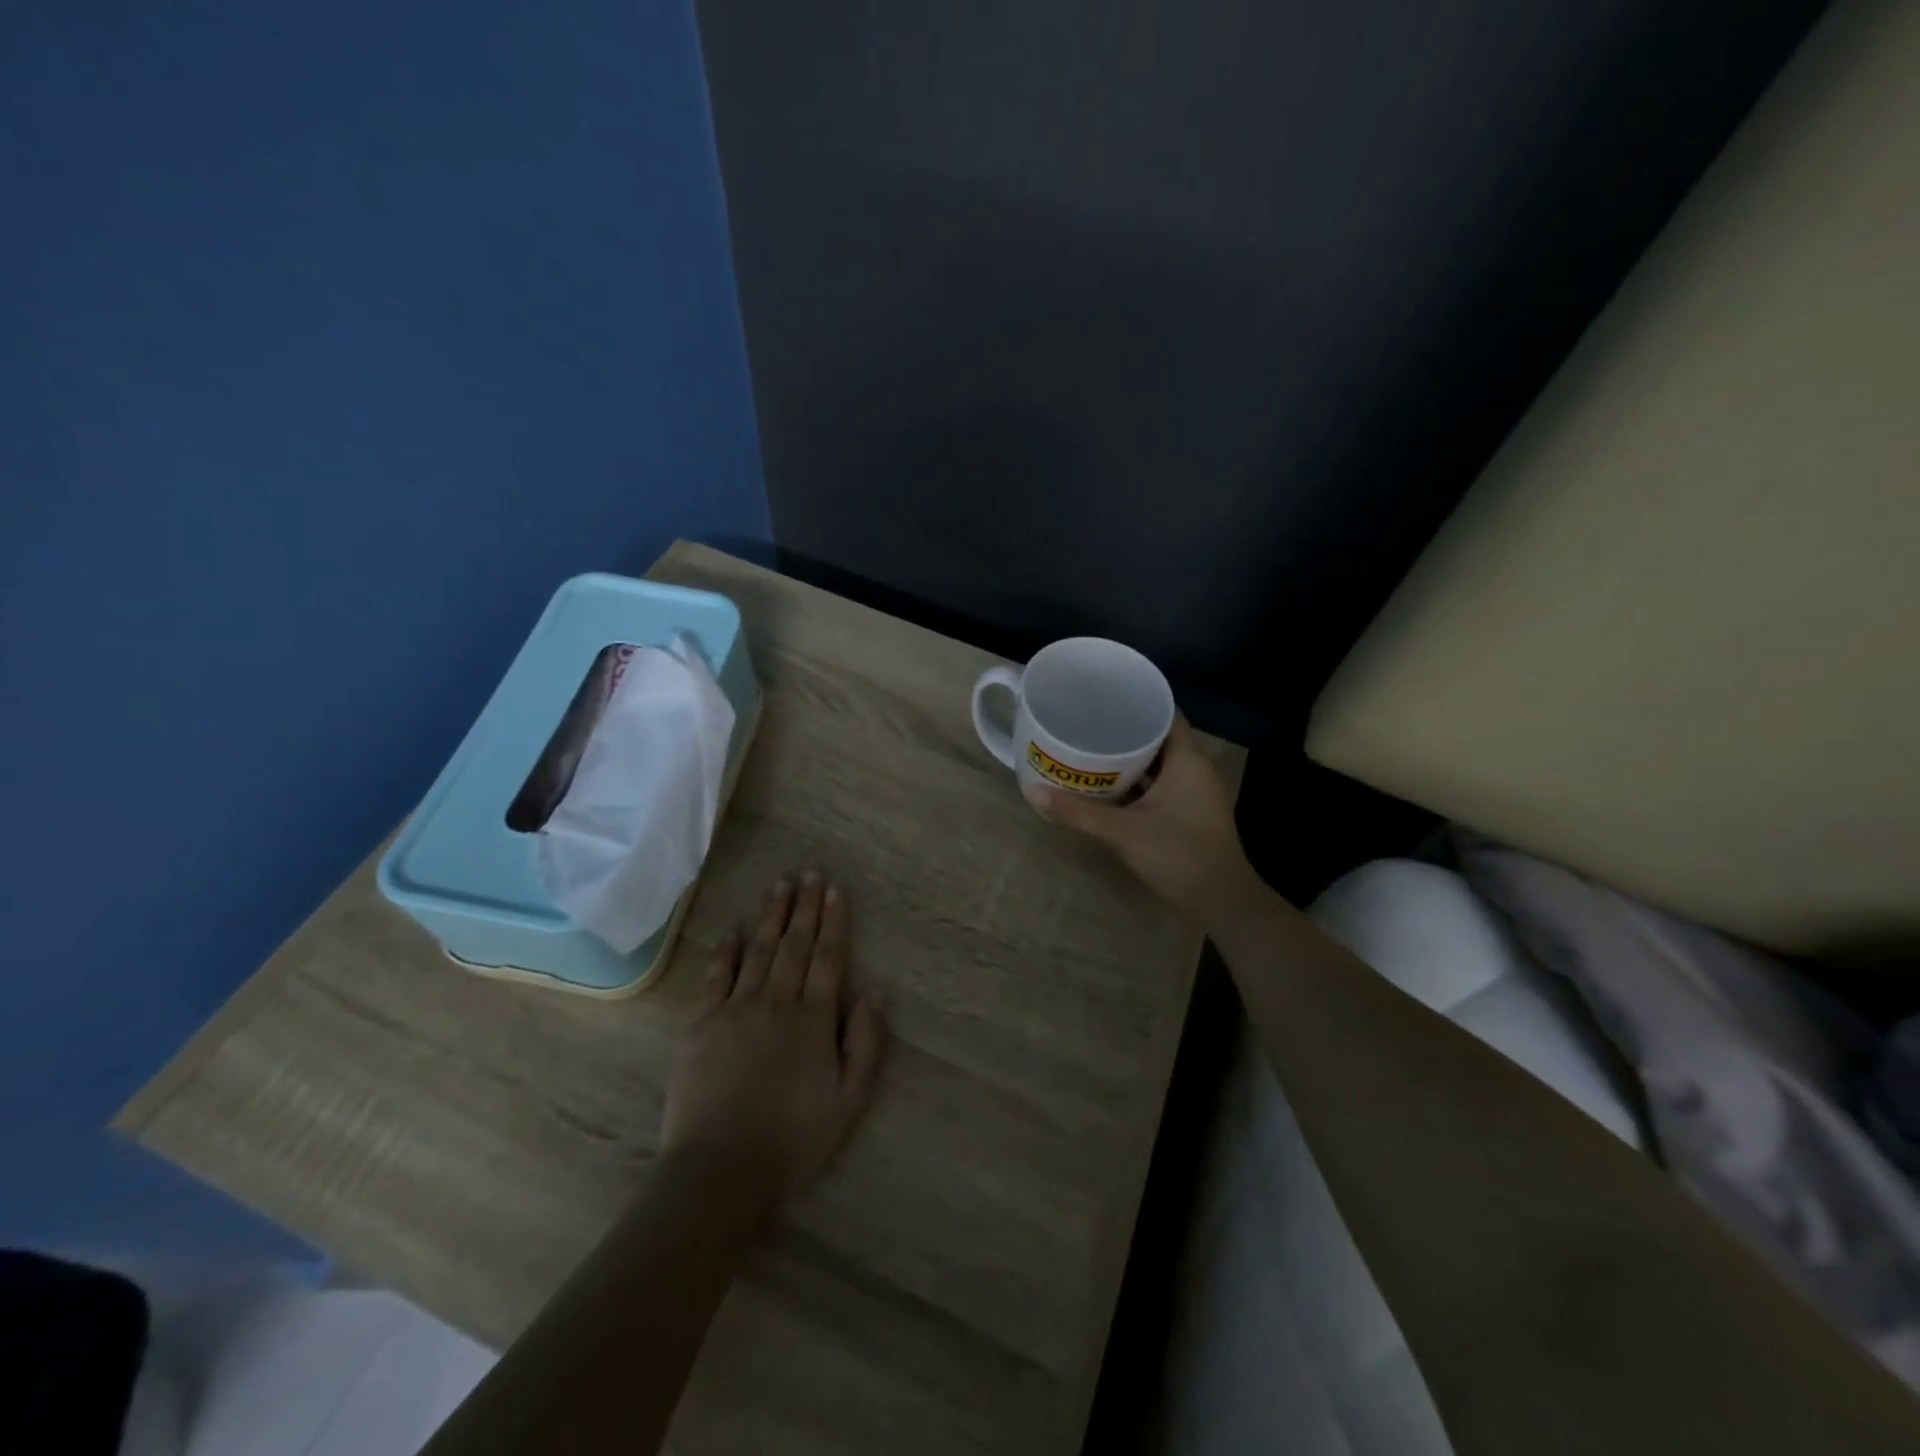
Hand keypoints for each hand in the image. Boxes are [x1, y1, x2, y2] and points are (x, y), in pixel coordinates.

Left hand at [660, 874, 886, 1210]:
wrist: (720, 1169)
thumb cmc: (793, 1139)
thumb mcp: (849, 1101)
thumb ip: (865, 1044)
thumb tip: (874, 993)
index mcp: (814, 1019)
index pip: (828, 957)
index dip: (833, 921)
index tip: (835, 890)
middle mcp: (777, 1002)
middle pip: (795, 945)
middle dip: (805, 906)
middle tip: (810, 873)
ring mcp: (736, 1009)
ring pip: (759, 950)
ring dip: (772, 916)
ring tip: (780, 886)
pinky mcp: (702, 1024)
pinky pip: (716, 976)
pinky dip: (726, 950)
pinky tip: (733, 931)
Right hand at [1023, 718, 1256, 923]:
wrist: (1221, 901)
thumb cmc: (1178, 855)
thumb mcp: (1122, 832)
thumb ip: (1078, 812)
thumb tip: (1032, 792)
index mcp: (1187, 760)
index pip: (1165, 713)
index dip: (1137, 701)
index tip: (1104, 696)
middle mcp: (1195, 769)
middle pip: (1159, 737)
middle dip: (1125, 730)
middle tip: (1088, 722)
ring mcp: (1194, 792)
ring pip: (1159, 763)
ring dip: (1130, 758)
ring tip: (1091, 748)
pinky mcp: (1190, 812)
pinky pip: (1161, 784)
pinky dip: (1138, 782)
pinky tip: (1109, 786)